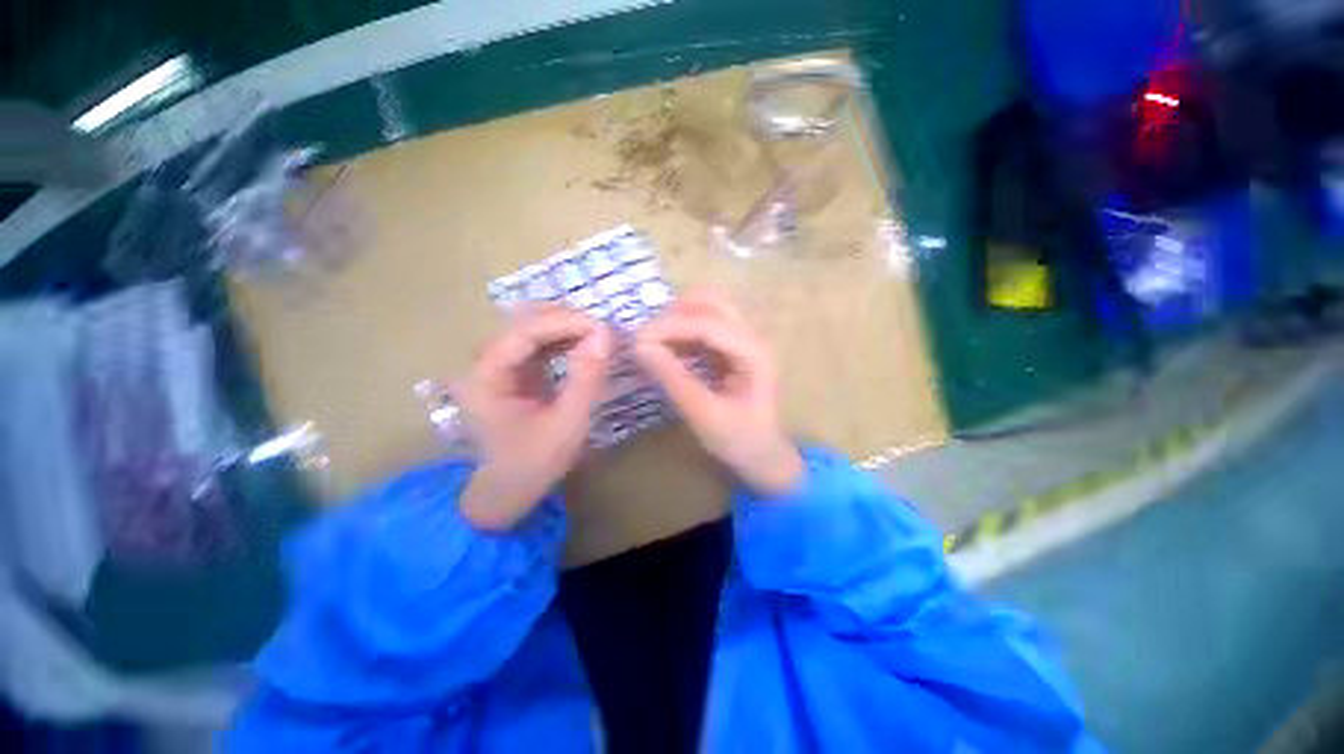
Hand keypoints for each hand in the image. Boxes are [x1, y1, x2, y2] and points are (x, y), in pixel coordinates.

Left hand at [455, 305, 610, 529]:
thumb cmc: (534, 463)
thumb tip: (605, 334)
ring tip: (598, 337)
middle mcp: (483, 362)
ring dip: (566, 327)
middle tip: (603, 333)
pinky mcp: (511, 369)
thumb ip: (585, 379)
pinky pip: (537, 342)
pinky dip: (563, 340)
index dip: (564, 323)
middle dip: (566, 321)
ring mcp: (496, 364)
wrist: (508, 489)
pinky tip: (583, 346)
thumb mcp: (567, 424)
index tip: (602, 328)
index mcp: (485, 378)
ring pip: (531, 327)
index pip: (523, 332)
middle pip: (523, 321)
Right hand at [635, 291, 803, 495]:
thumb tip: (640, 347)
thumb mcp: (704, 415)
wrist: (764, 458)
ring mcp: (741, 340)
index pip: (707, 323)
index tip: (636, 339)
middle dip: (674, 314)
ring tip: (652, 343)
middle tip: (646, 337)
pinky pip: (703, 327)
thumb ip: (674, 379)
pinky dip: (681, 332)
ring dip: (677, 319)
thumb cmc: (740, 441)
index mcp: (753, 351)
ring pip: (706, 310)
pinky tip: (666, 349)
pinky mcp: (731, 349)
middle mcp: (750, 336)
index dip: (669, 326)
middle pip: (711, 302)